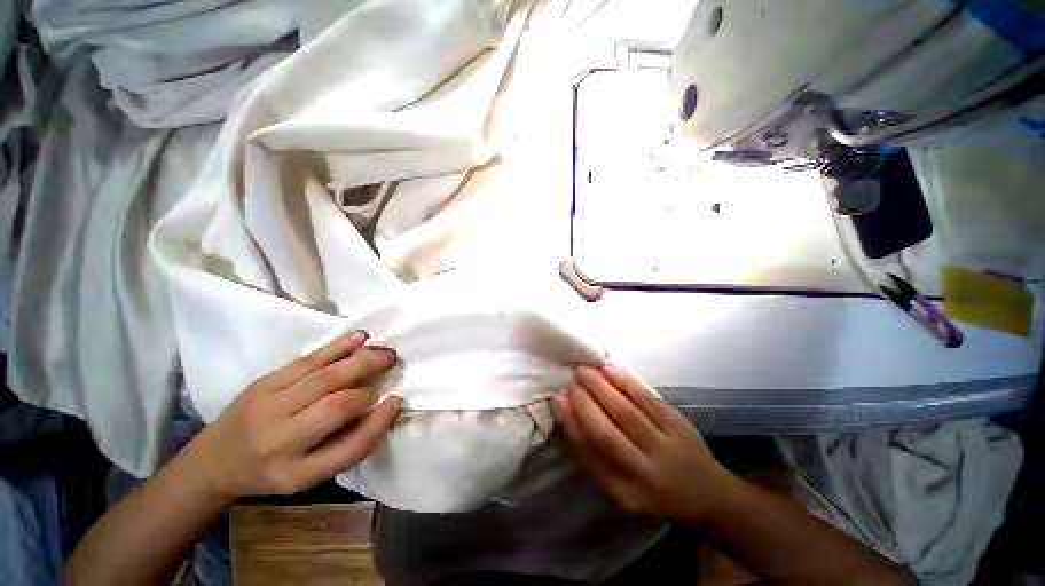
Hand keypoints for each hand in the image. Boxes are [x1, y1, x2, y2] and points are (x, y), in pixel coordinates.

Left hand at [185, 331, 401, 498]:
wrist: (214, 461)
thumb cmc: (271, 470)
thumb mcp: (307, 475)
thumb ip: (347, 445)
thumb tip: (383, 407)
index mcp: (295, 472)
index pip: (349, 447)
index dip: (379, 421)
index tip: (397, 401)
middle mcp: (279, 440)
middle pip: (336, 406)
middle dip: (371, 384)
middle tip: (393, 366)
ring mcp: (268, 406)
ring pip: (324, 377)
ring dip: (361, 360)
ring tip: (385, 352)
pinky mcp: (263, 382)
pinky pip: (307, 361)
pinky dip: (338, 347)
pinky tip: (360, 338)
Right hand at [550, 365, 735, 526]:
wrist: (709, 496)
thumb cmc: (655, 492)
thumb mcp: (622, 490)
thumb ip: (596, 457)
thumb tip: (570, 413)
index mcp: (625, 494)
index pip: (591, 454)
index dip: (571, 424)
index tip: (557, 400)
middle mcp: (645, 475)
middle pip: (606, 432)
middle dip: (584, 402)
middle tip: (571, 380)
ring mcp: (666, 450)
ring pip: (626, 413)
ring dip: (601, 388)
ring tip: (584, 371)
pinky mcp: (681, 428)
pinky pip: (648, 401)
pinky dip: (626, 384)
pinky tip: (610, 371)